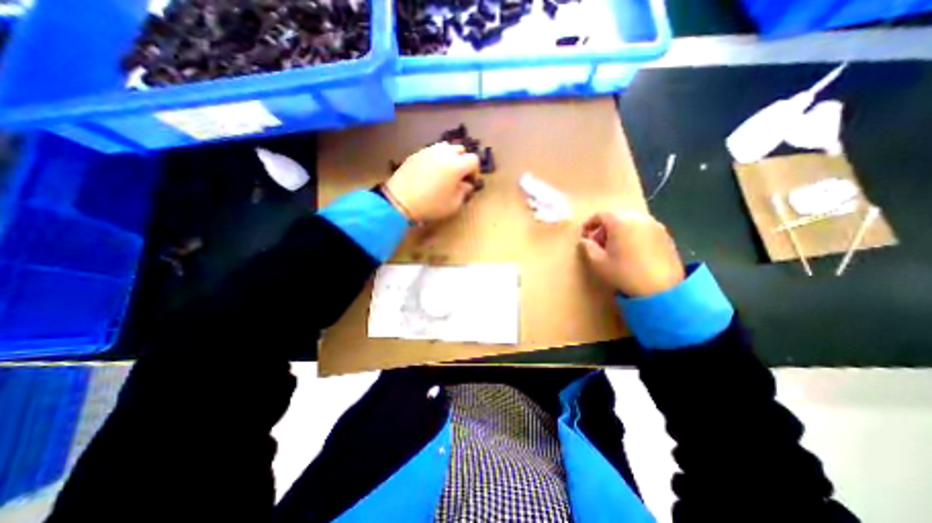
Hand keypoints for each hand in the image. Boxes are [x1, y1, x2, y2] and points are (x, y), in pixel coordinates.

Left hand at [383, 142, 480, 222]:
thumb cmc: (431, 205)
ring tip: (445, 170)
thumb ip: (464, 192)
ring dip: (450, 157)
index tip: (470, 181)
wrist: (400, 200)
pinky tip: (431, 171)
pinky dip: (436, 158)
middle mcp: (444, 153)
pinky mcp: (416, 153)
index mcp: (457, 165)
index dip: (475, 170)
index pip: (473, 160)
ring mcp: (429, 151)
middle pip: (460, 149)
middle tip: (459, 175)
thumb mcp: (453, 204)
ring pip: (445, 147)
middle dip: (463, 161)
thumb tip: (466, 184)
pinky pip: (431, 151)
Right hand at [580, 210, 686, 295]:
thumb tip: (584, 240)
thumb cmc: (624, 272)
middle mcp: (638, 218)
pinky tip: (631, 253)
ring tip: (615, 249)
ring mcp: (655, 225)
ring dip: (619, 232)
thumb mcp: (598, 262)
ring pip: (630, 223)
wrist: (662, 288)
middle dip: (604, 229)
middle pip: (616, 217)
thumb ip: (587, 247)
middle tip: (598, 244)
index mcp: (620, 221)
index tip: (584, 236)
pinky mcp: (666, 235)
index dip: (589, 224)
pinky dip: (633, 236)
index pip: (600, 215)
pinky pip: (643, 230)